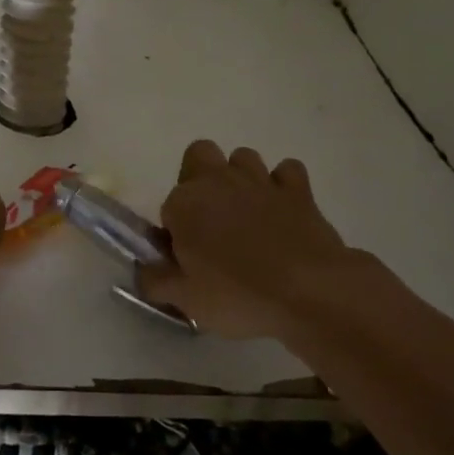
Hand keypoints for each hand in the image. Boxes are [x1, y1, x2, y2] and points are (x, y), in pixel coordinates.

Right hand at [140, 141, 378, 345]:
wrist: (310, 292)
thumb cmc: (238, 295)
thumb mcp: (186, 299)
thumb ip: (155, 281)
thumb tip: (143, 270)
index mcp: (185, 203)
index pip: (167, 208)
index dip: (175, 232)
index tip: (186, 260)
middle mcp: (219, 181)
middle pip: (199, 155)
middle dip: (200, 178)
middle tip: (209, 221)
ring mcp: (260, 180)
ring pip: (243, 157)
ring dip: (240, 178)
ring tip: (247, 216)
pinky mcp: (298, 190)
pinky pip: (286, 171)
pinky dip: (283, 185)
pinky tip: (283, 211)